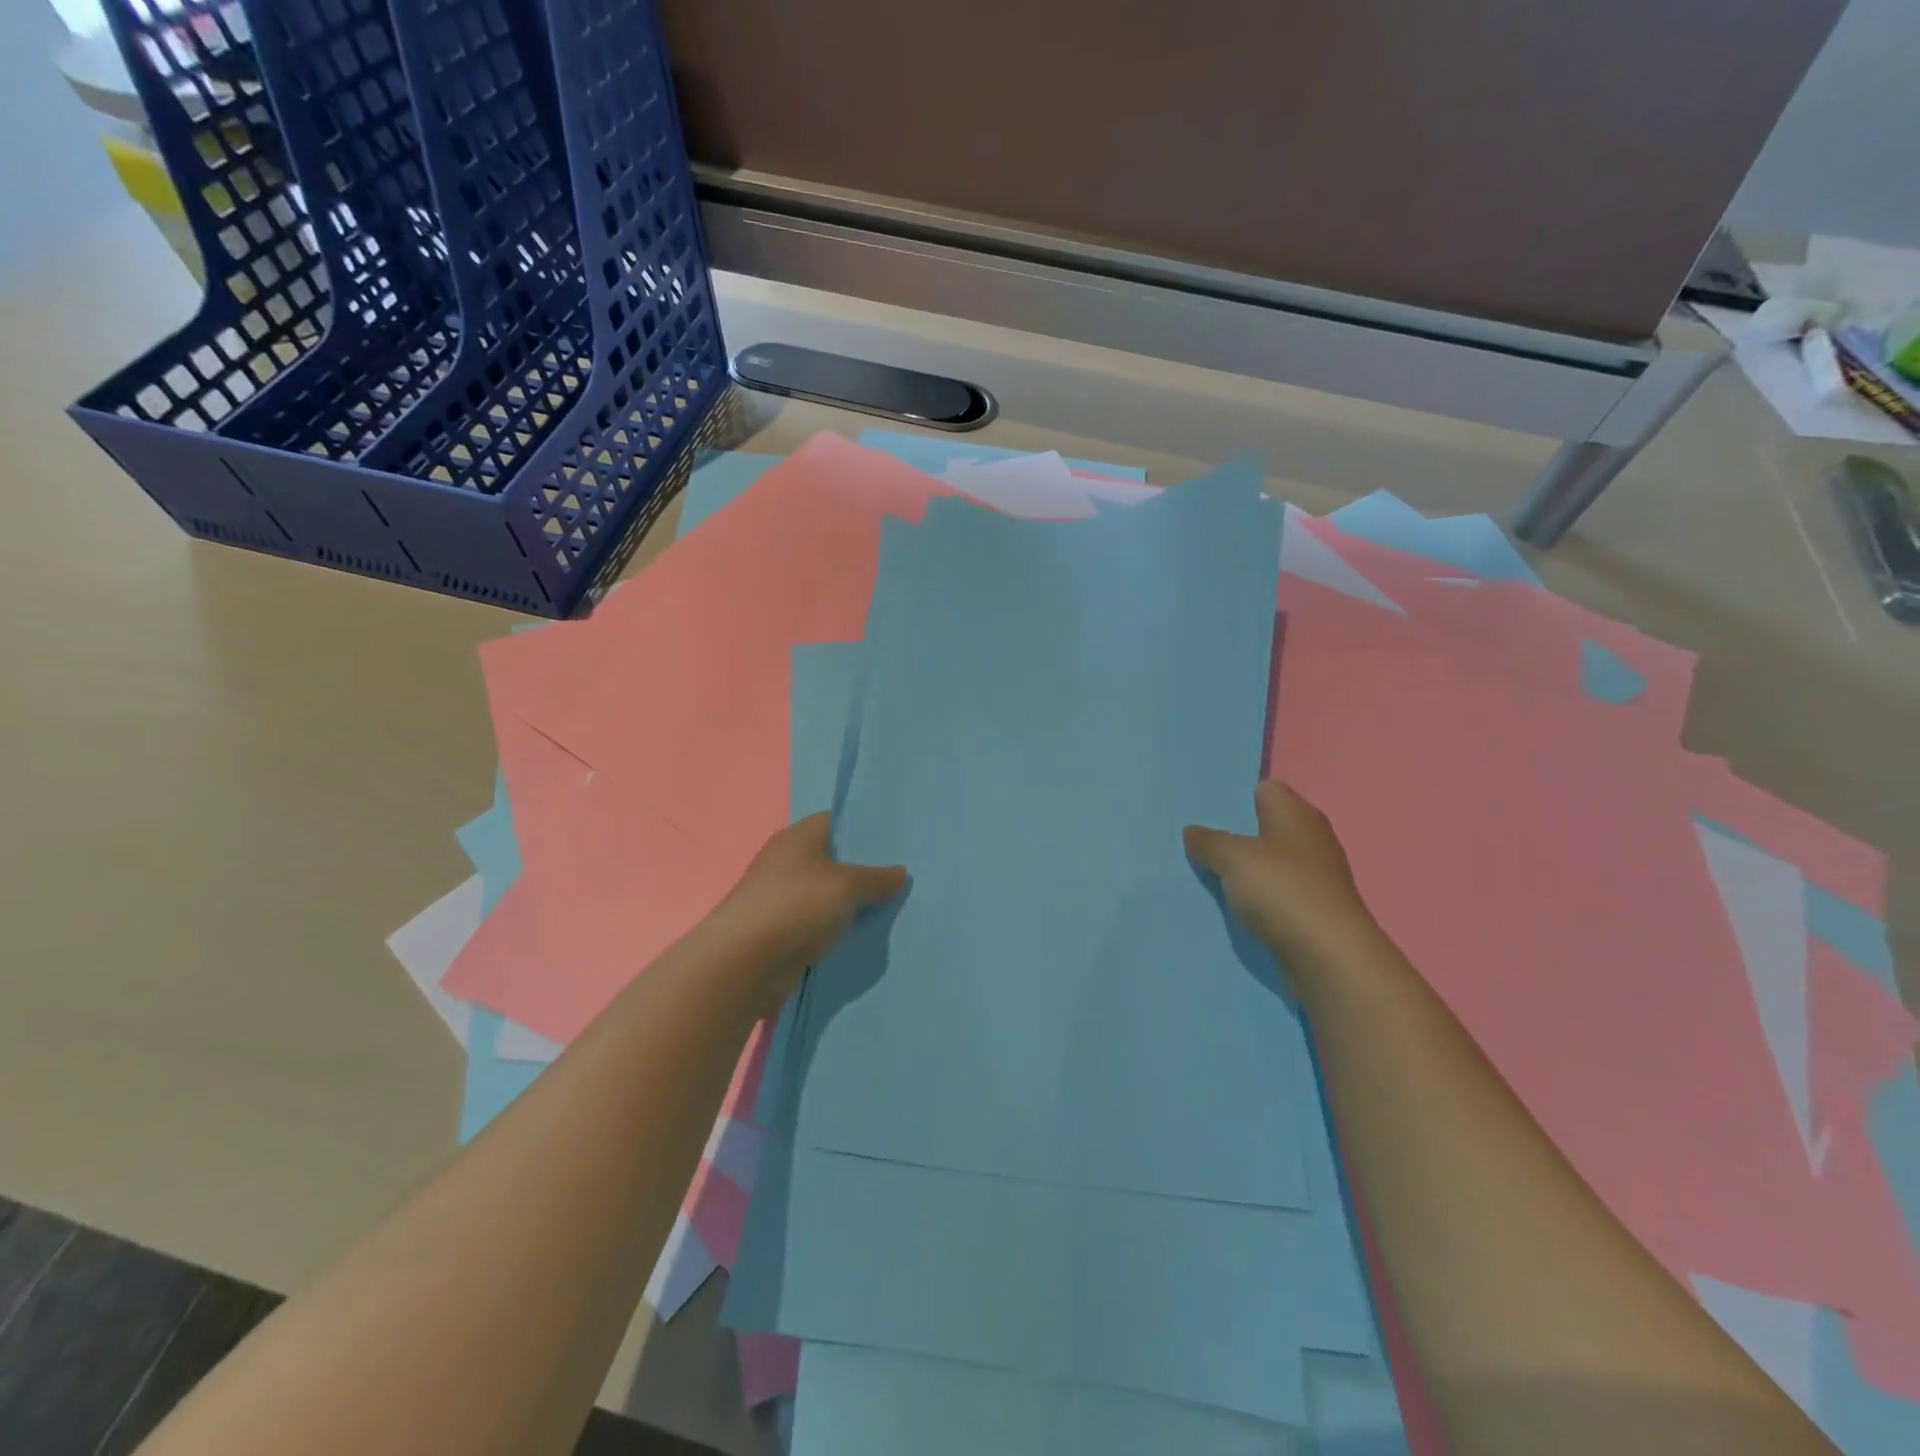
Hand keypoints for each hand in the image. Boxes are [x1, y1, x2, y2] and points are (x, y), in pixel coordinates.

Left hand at [714, 813, 907, 1000]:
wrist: (746, 959)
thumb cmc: (798, 905)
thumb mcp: (848, 886)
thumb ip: (877, 878)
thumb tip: (899, 872)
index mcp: (798, 835)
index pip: (835, 821)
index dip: (863, 830)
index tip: (892, 843)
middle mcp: (784, 858)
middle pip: (829, 857)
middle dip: (859, 868)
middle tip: (895, 877)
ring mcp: (777, 893)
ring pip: (821, 891)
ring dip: (844, 901)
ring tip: (883, 906)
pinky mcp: (774, 926)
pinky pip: (811, 919)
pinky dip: (829, 925)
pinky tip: (855, 933)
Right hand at [1184, 780, 1380, 972]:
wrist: (1329, 956)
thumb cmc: (1283, 891)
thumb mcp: (1233, 858)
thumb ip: (1209, 841)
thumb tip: (1192, 831)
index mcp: (1297, 814)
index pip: (1266, 788)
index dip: (1237, 795)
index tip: (1206, 807)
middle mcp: (1310, 838)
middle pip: (1266, 825)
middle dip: (1235, 832)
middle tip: (1197, 839)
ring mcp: (1314, 875)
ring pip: (1269, 861)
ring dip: (1244, 867)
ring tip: (1206, 870)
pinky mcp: (1312, 908)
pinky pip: (1275, 891)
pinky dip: (1256, 895)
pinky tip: (1231, 902)